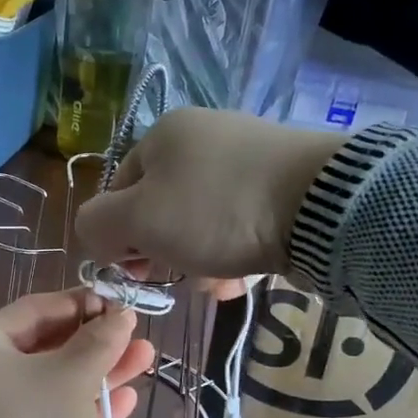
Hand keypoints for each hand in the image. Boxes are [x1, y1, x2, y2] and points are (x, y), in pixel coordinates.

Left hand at [0, 290, 156, 417]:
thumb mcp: (71, 377)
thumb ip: (99, 340)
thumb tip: (121, 314)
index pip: (30, 311)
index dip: (75, 302)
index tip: (113, 301)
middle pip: (44, 348)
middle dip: (94, 341)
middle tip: (133, 332)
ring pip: (55, 384)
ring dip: (99, 373)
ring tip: (145, 357)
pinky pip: (54, 417)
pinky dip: (86, 408)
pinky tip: (128, 400)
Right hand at [74, 108, 338, 289]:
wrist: (321, 206)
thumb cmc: (214, 211)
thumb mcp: (136, 221)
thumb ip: (96, 225)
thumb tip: (96, 235)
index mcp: (163, 134)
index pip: (118, 191)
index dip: (119, 236)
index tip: (137, 271)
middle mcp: (203, 136)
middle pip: (161, 208)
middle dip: (163, 252)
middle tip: (178, 279)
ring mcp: (246, 156)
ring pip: (200, 221)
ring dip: (198, 259)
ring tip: (218, 283)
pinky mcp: (282, 181)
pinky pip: (239, 222)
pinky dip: (233, 250)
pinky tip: (244, 274)